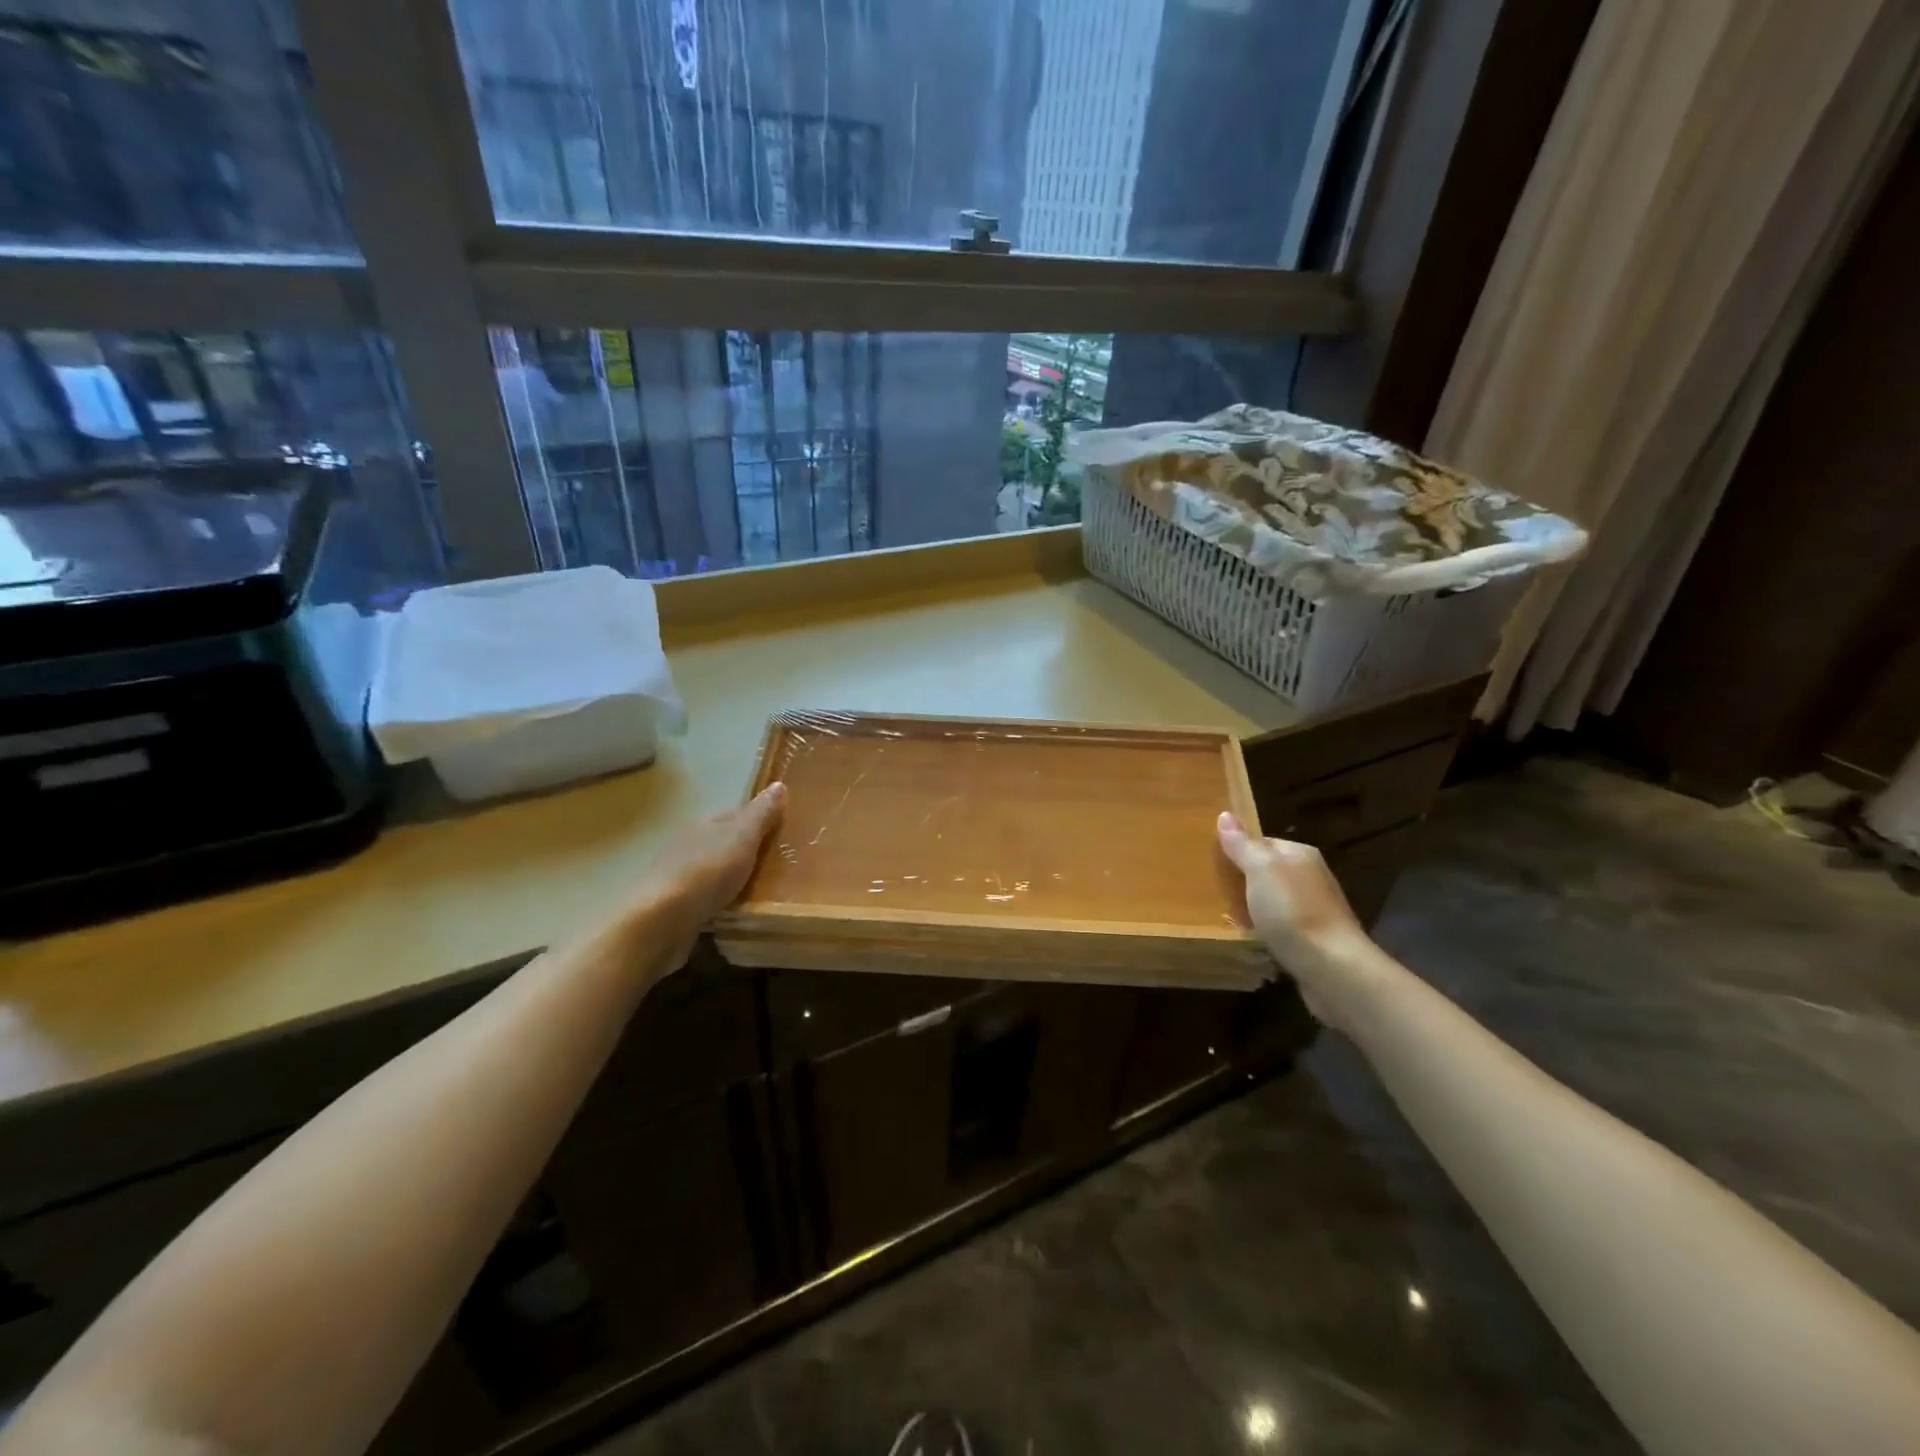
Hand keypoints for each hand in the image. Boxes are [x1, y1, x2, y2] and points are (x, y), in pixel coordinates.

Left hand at [620, 783, 786, 970]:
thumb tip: (779, 784)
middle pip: (724, 842)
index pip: (736, 815)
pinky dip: (721, 900)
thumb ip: (762, 813)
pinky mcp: (674, 906)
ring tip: (762, 891)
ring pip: (714, 870)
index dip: (759, 821)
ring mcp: (678, 876)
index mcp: (704, 824)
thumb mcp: (743, 837)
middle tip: (779, 865)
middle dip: (747, 851)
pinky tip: (735, 910)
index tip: (783, 833)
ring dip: (733, 877)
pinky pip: (706, 897)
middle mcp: (688, 845)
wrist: (661, 921)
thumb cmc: (707, 872)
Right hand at [1218, 811, 1376, 1027]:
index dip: (1236, 850)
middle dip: (1242, 881)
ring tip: (1223, 917)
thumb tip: (1225, 814)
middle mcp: (1310, 877)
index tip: (1211, 862)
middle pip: (1267, 872)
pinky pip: (1279, 928)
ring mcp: (1313, 910)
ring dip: (1252, 909)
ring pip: (1272, 902)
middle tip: (1211, 891)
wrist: (1332, 968)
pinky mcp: (1312, 940)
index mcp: (1300, 854)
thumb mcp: (1260, 870)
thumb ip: (1242, 844)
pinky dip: (1263, 932)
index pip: (1262, 842)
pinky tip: (1248, 939)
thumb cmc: (1292, 911)